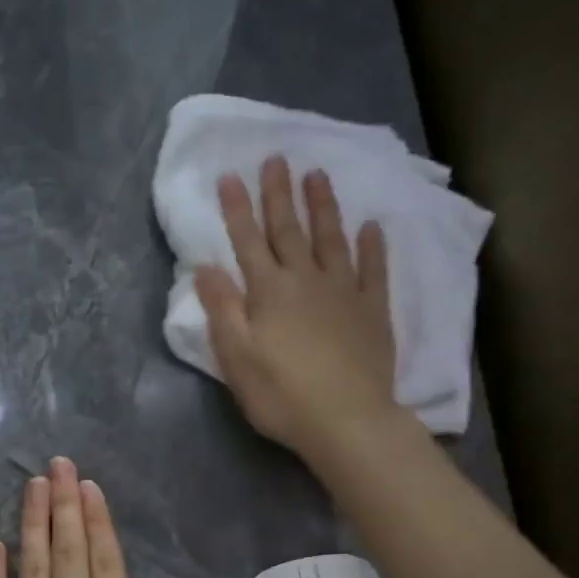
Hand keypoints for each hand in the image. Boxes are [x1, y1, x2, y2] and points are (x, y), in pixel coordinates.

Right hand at [195, 155, 397, 459]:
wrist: (347, 419)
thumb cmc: (281, 394)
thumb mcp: (236, 357)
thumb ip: (222, 309)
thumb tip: (205, 266)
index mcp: (268, 292)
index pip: (248, 241)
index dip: (237, 209)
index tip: (230, 175)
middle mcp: (306, 280)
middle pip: (289, 230)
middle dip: (279, 194)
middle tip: (276, 158)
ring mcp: (344, 292)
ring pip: (332, 239)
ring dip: (323, 206)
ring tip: (318, 174)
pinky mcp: (373, 310)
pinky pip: (373, 269)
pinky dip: (372, 246)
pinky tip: (371, 227)